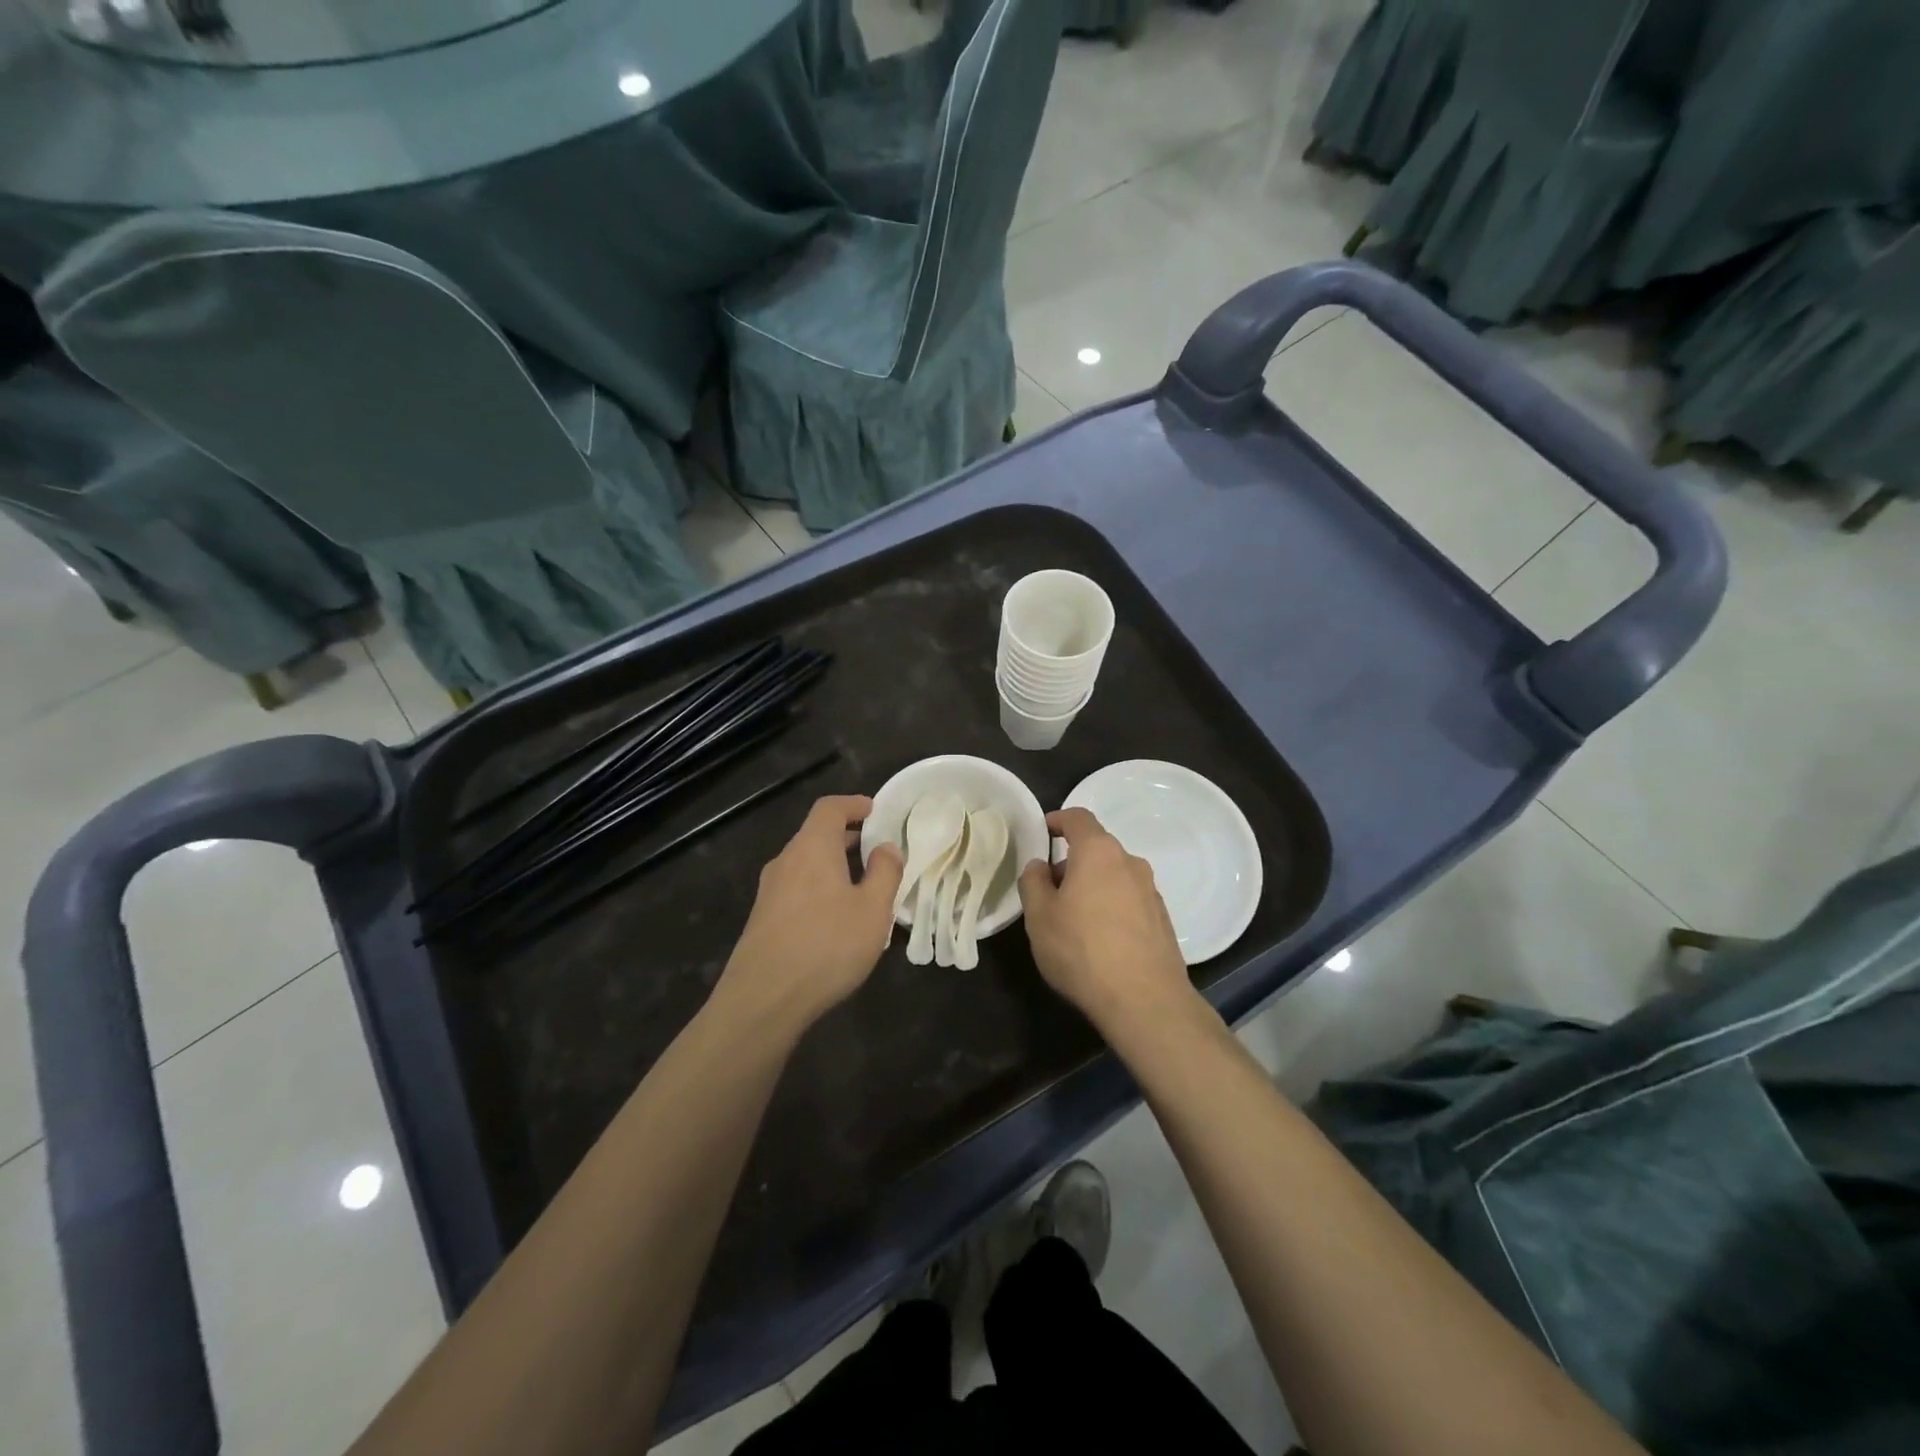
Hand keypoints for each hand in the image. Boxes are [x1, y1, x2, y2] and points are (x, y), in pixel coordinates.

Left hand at [715, 795, 903, 1033]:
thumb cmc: (827, 946)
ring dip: (834, 865)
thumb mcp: (873, 910)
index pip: (830, 808)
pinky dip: (820, 887)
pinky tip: (837, 918)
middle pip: (816, 834)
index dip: (854, 804)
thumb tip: (887, 847)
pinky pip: (797, 888)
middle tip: (878, 850)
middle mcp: (786, 860)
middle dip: (848, 837)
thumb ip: (885, 872)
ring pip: (806, 863)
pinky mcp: (762, 918)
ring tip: (863, 886)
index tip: (876, 811)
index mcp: (812, 848)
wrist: (763, 1000)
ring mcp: (769, 891)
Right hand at [1018, 807, 1196, 1034]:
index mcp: (1098, 852)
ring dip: (1092, 886)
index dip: (1057, 819)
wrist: (1145, 1000)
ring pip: (1113, 876)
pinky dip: (1110, 907)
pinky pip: (1129, 900)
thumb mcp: (1039, 916)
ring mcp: (1151, 891)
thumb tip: (1040, 865)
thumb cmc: (1082, 950)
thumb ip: (1033, 882)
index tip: (1042, 831)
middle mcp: (1130, 862)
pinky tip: (1099, 940)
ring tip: (1072, 920)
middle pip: (1096, 849)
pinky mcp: (1162, 919)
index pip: (1078, 818)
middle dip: (1071, 862)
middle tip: (1049, 891)